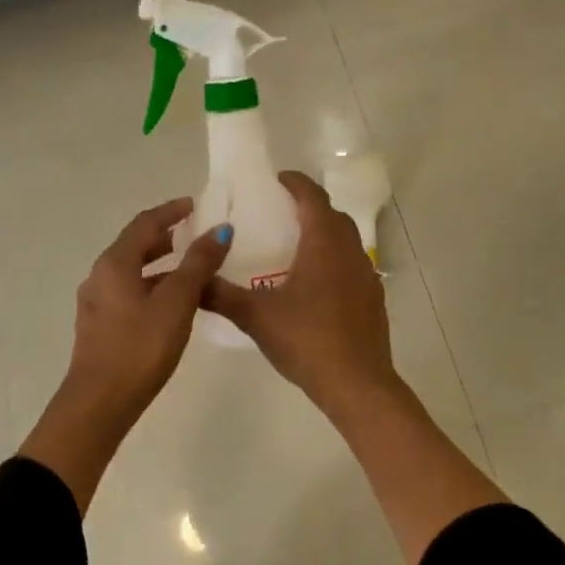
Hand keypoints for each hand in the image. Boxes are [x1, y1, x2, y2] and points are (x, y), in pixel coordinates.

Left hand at [56, 197, 232, 427]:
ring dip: (160, 266)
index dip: (170, 211)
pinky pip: (128, 293)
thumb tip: (220, 230)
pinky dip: (152, 287)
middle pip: (135, 246)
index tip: (194, 205)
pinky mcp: (99, 327)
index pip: (144, 223)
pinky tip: (172, 305)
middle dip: (165, 237)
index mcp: (114, 263)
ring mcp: (96, 303)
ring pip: (132, 272)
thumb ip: (198, 264)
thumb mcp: (176, 302)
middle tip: (195, 236)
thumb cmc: (140, 347)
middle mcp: (99, 276)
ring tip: (191, 271)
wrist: (99, 403)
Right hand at [204, 172, 399, 417]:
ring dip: (324, 234)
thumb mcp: (256, 317)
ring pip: (346, 241)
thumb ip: (220, 295)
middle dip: (309, 207)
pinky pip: (352, 265)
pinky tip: (314, 285)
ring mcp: (366, 275)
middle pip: (332, 216)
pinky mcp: (373, 299)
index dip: (296, 183)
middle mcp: (350, 251)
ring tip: (294, 246)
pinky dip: (334, 260)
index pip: (313, 198)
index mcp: (323, 244)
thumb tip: (192, 280)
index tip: (277, 179)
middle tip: (280, 212)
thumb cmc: (307, 340)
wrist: (357, 385)